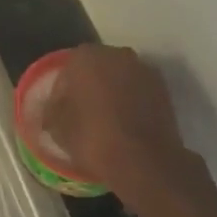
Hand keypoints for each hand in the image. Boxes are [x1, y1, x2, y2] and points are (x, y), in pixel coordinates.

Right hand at [43, 45, 187, 192]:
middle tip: (82, 114)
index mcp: (86, 57)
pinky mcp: (164, 90)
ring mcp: (144, 70)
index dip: (62, 92)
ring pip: (120, 79)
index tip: (60, 113)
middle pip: (96, 69)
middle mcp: (117, 54)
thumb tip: (52, 108)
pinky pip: (139, 92)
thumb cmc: (93, 138)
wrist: (145, 162)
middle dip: (89, 87)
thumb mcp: (58, 128)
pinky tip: (125, 126)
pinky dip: (131, 103)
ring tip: (106, 122)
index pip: (67, 70)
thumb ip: (51, 110)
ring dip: (112, 94)